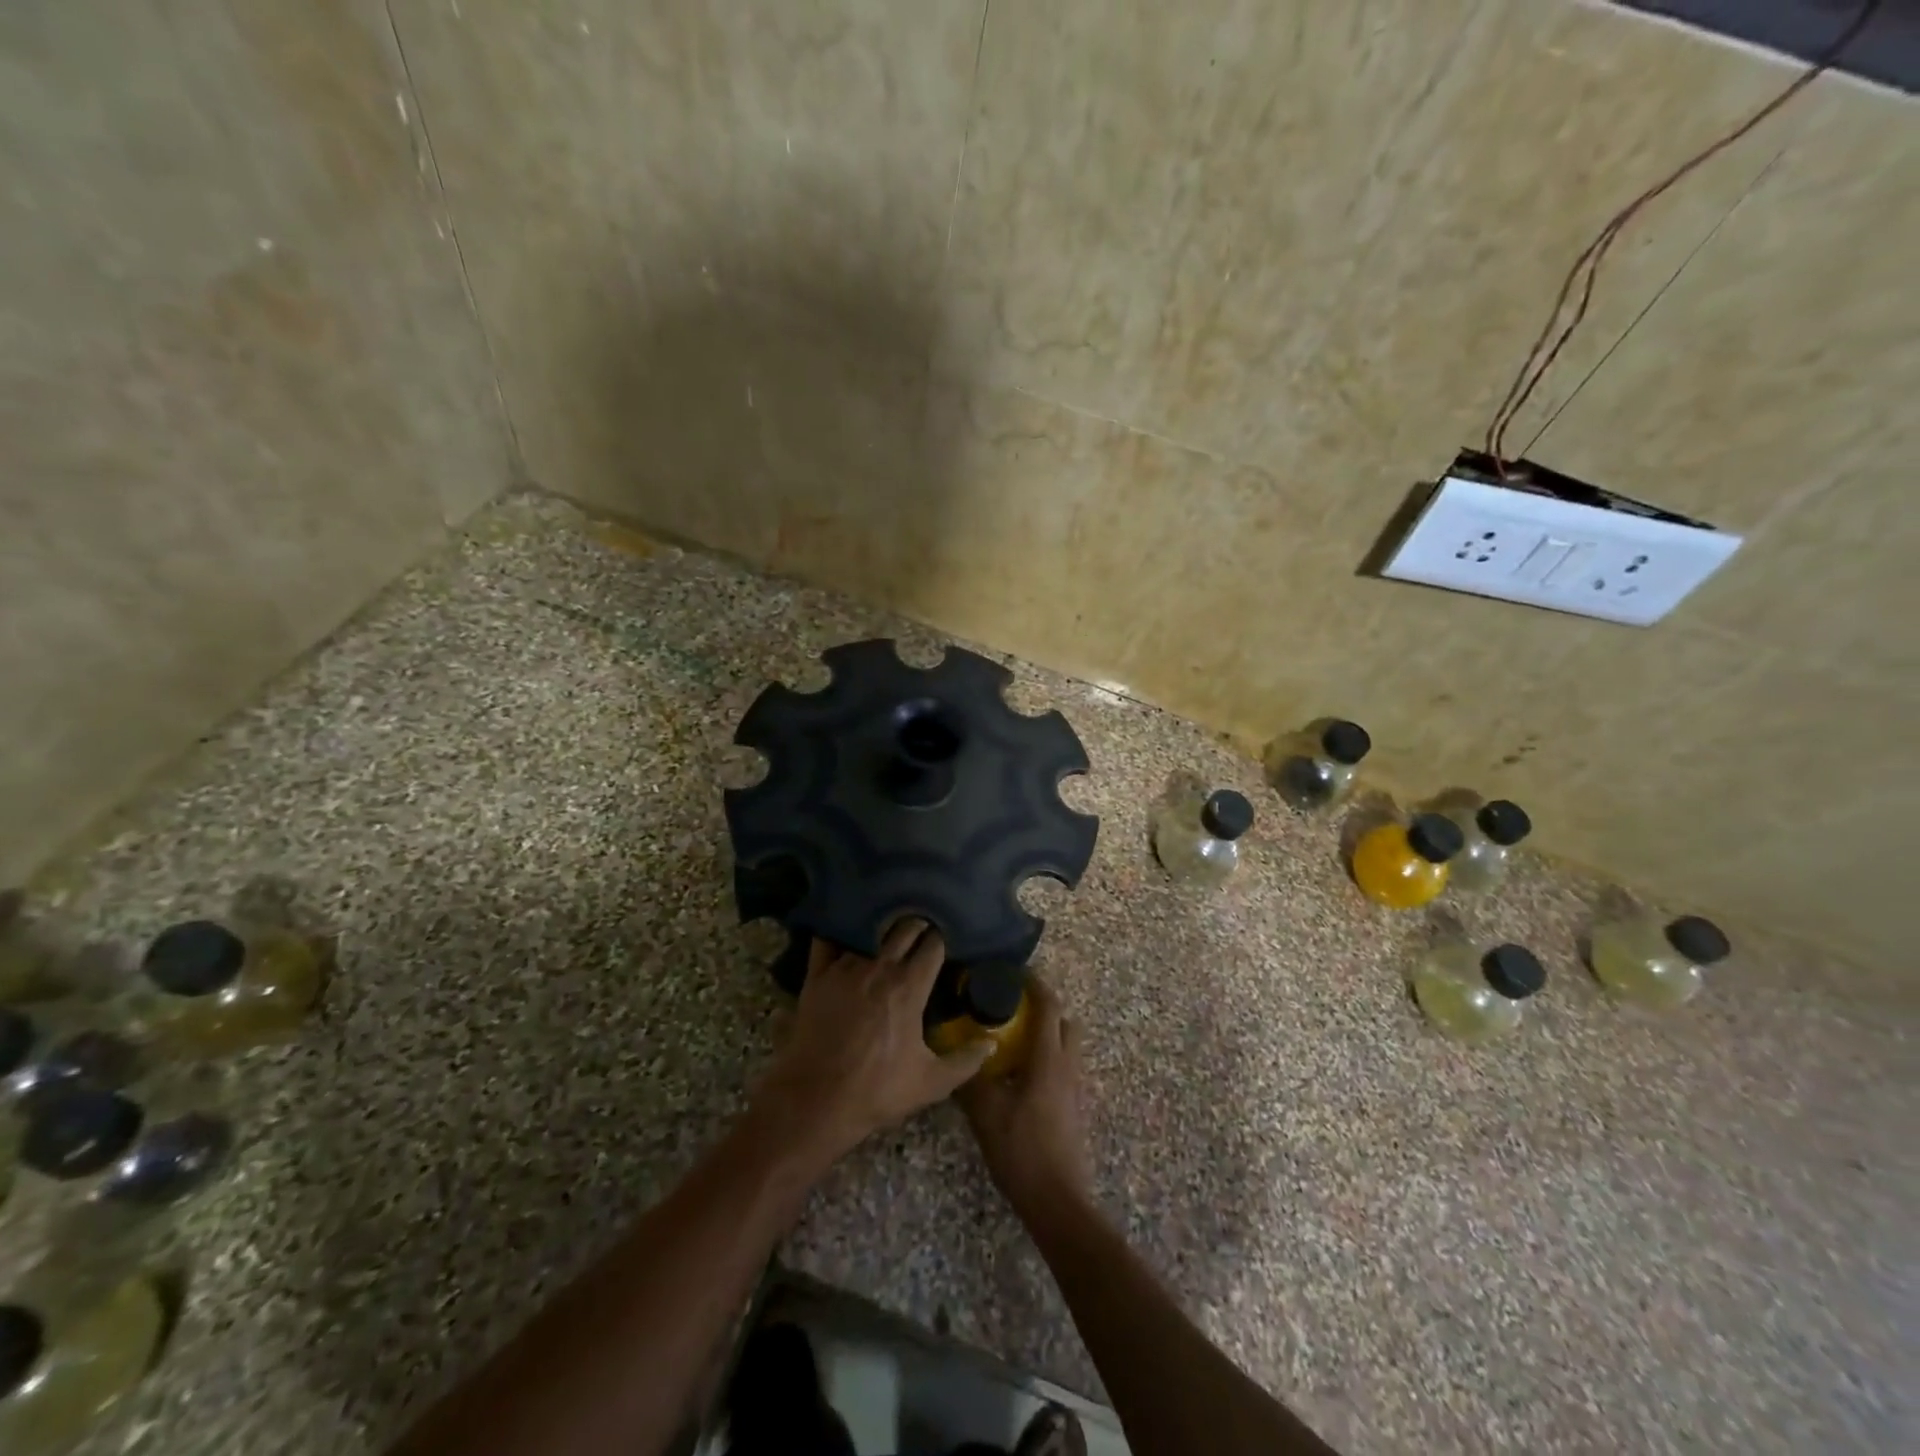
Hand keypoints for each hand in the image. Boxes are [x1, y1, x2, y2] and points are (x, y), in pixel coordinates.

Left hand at [754, 920, 990, 1163]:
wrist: (816, 1101)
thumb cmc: (877, 1091)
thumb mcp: (932, 1083)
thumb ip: (966, 1061)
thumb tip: (991, 1043)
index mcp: (909, 986)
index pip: (933, 944)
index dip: (941, 940)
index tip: (944, 942)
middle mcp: (879, 967)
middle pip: (905, 927)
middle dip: (917, 927)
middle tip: (921, 933)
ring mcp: (845, 967)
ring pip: (870, 929)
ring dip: (883, 928)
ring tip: (888, 930)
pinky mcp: (817, 975)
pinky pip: (828, 939)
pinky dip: (840, 931)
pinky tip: (847, 931)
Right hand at [958, 976, 1092, 1224]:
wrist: (1058, 1201)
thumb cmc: (1022, 1150)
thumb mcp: (986, 1113)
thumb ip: (970, 1079)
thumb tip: (954, 1053)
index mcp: (1049, 1058)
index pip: (1049, 1006)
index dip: (1035, 984)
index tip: (1013, 971)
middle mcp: (1068, 1065)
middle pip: (1064, 1021)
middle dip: (1043, 1007)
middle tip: (1011, 1006)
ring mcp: (1076, 1088)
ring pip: (1066, 1045)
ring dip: (1045, 1033)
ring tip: (1012, 1039)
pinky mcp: (1075, 1107)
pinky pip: (1064, 1067)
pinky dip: (1047, 1057)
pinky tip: (1020, 1075)